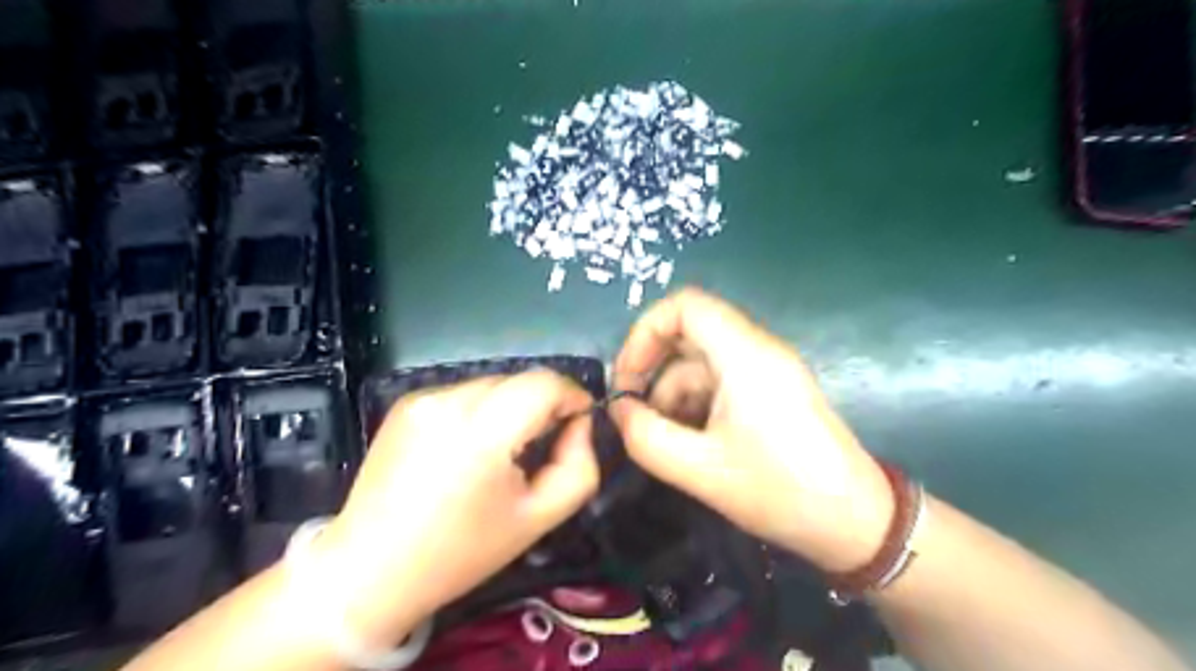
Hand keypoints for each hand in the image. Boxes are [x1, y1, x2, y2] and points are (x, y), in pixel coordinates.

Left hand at [318, 372, 596, 645]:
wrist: (369, 570)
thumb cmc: (460, 552)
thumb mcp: (539, 517)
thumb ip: (578, 466)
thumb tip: (579, 425)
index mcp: (483, 432)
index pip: (545, 383)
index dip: (572, 396)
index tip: (578, 423)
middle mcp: (450, 401)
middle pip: (520, 380)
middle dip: (542, 405)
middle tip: (541, 446)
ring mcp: (423, 398)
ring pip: (492, 385)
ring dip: (510, 408)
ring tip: (502, 451)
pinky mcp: (405, 404)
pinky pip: (462, 394)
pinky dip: (478, 412)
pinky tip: (466, 449)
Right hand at [612, 286, 890, 572]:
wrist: (855, 524)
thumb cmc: (779, 492)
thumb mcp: (699, 469)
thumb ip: (645, 436)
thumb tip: (618, 409)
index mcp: (744, 354)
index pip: (684, 305)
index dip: (645, 333)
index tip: (627, 380)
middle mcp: (757, 349)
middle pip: (689, 333)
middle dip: (653, 371)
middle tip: (633, 415)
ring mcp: (767, 370)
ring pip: (702, 363)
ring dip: (673, 396)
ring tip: (664, 442)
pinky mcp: (772, 391)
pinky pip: (721, 381)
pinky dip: (696, 405)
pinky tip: (689, 444)